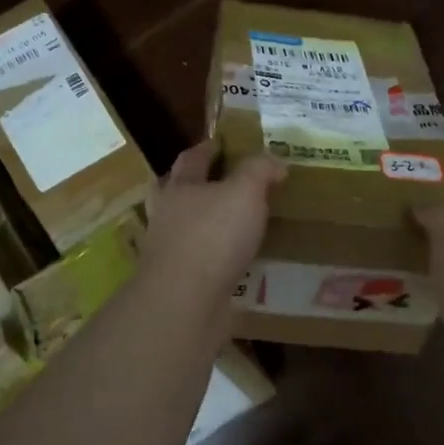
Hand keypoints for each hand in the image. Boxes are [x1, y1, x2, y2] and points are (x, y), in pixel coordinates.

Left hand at [140, 141, 284, 318]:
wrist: (185, 302)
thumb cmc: (212, 236)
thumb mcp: (244, 192)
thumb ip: (259, 171)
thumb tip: (274, 161)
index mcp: (179, 187)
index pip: (192, 158)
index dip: (209, 148)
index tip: (224, 143)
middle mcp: (168, 216)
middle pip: (180, 192)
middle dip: (200, 186)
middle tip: (227, 183)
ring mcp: (171, 251)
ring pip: (190, 229)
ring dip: (210, 225)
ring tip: (239, 225)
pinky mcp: (182, 283)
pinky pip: (203, 263)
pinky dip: (219, 259)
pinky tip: (239, 262)